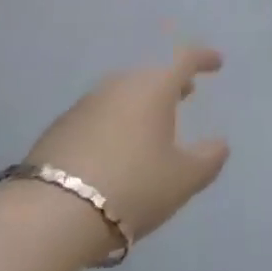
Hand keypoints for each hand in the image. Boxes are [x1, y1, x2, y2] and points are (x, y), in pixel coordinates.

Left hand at [21, 45, 229, 245]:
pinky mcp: (61, 126)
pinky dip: (116, 121)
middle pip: (152, 74)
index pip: (184, 59)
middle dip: (171, 82)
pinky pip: (100, 114)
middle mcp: (120, 84)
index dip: (203, 58)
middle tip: (186, 93)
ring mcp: (87, 103)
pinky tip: (117, 148)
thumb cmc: (132, 187)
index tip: (216, 63)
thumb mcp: (182, 180)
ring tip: (152, 124)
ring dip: (142, 102)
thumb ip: (208, 159)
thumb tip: (220, 144)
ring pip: (124, 93)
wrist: (51, 212)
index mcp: (154, 87)